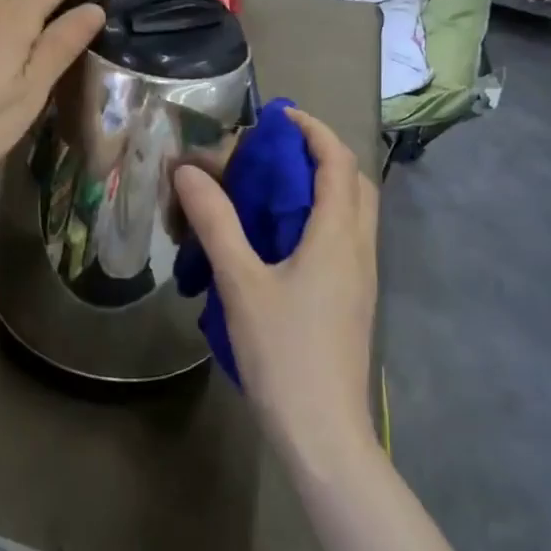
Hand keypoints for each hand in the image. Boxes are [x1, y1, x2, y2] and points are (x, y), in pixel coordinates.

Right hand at [174, 108, 379, 473]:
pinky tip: (278, 238)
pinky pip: (343, 238)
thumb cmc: (284, 353)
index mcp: (337, 236)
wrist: (324, 433)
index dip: (312, 130)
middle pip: (354, 182)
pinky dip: (318, 218)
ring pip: (351, 212)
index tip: (277, 117)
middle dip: (321, 155)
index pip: (337, 162)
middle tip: (274, 152)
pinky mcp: (353, 299)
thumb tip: (189, 172)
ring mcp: (361, 277)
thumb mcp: (241, 283)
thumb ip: (216, 222)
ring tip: (270, 189)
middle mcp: (359, 248)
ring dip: (320, 187)